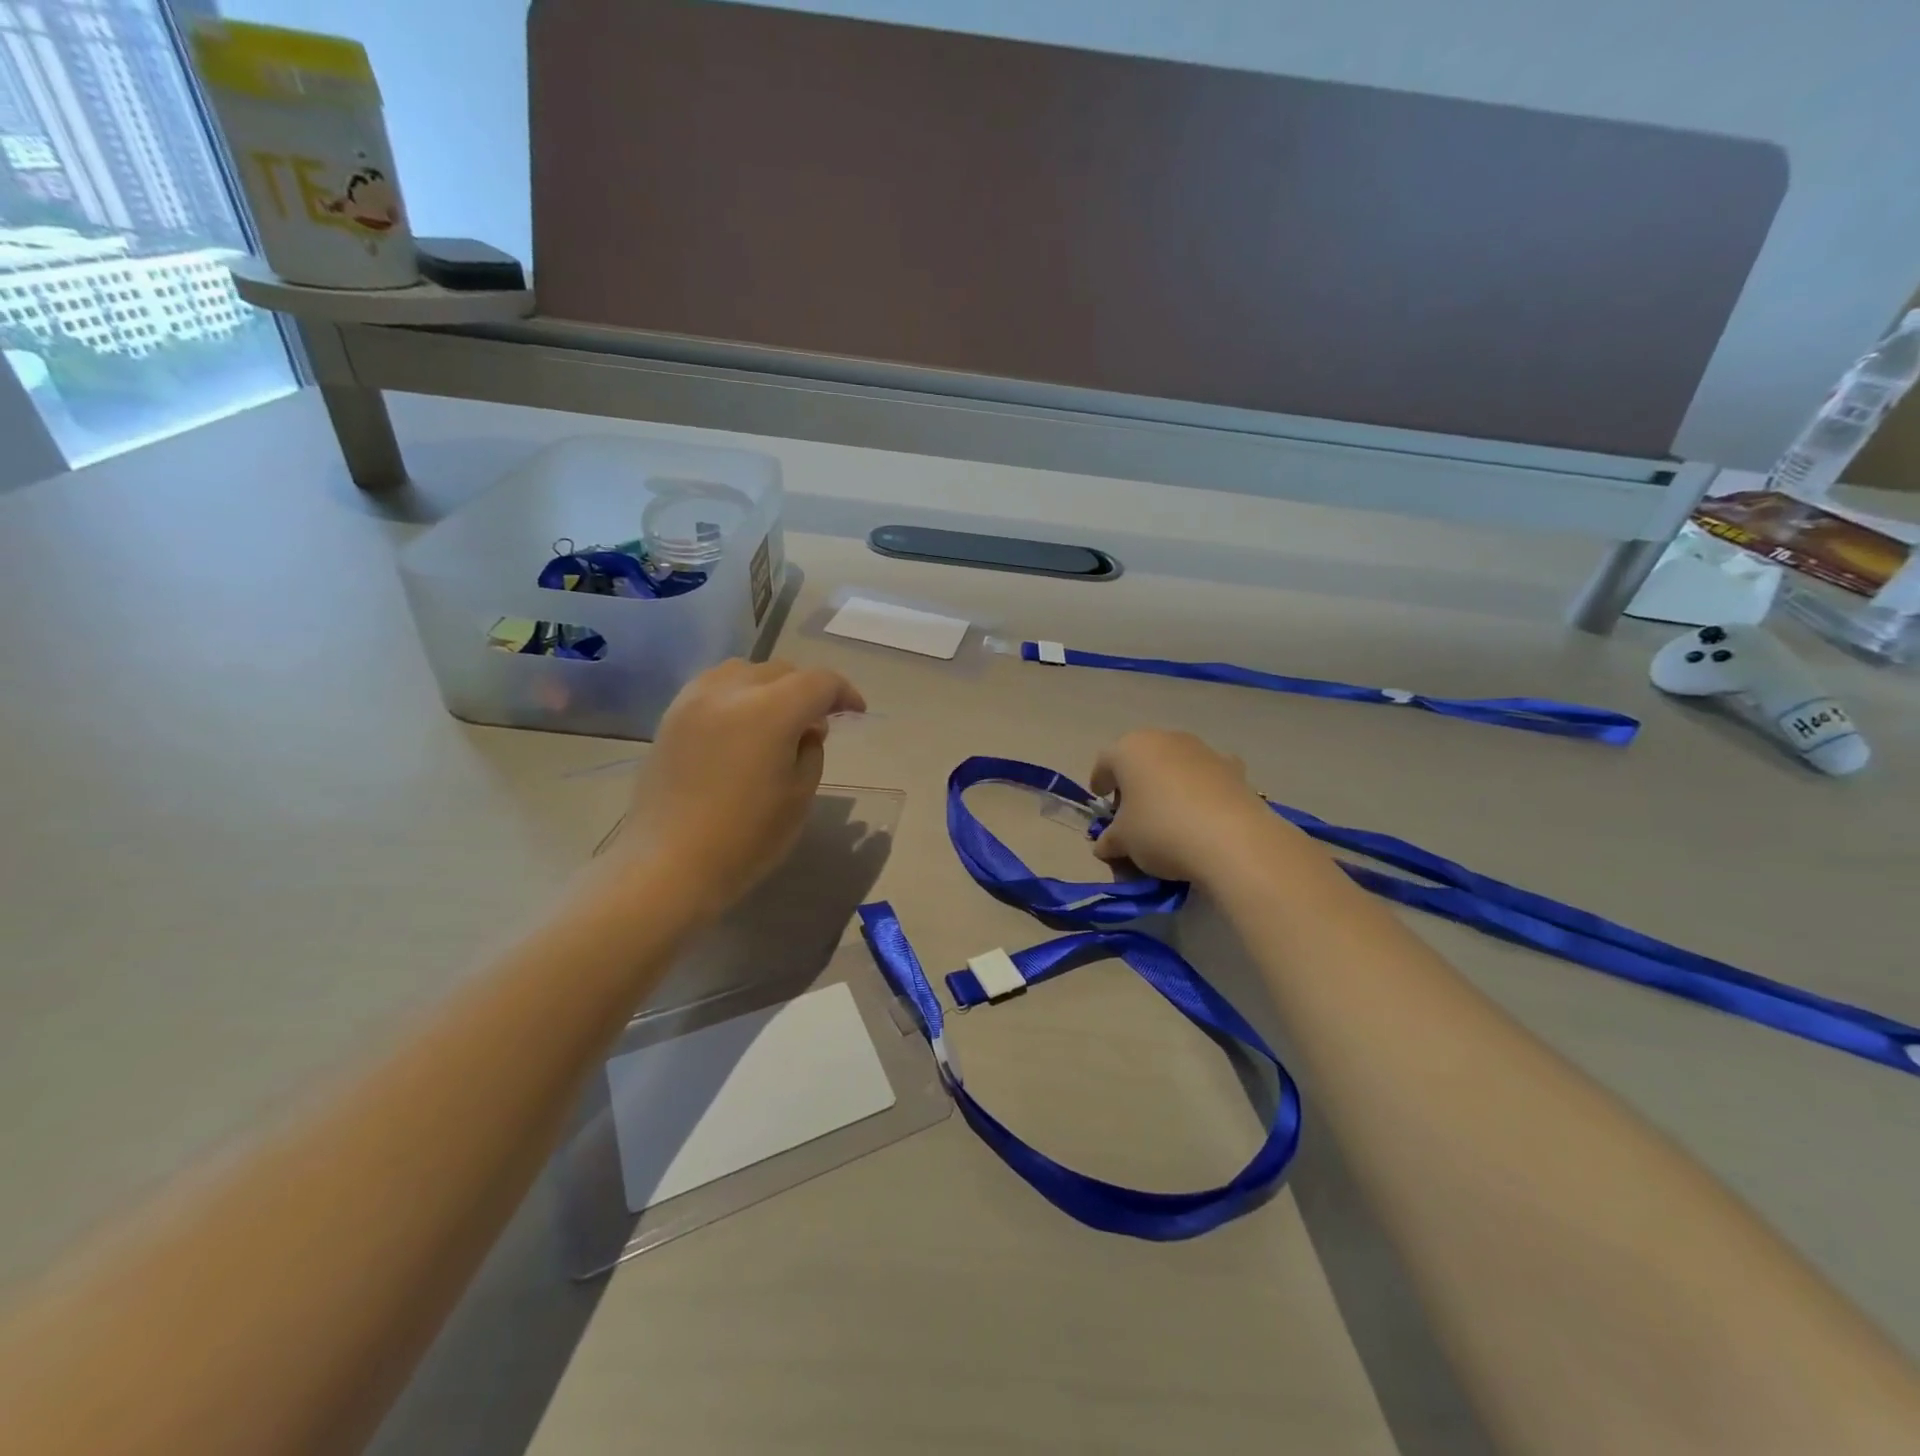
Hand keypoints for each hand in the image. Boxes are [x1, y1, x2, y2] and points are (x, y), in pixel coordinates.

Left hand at [612, 659, 864, 914]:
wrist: (668, 865)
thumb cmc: (745, 838)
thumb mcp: (800, 796)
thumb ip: (811, 750)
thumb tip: (806, 728)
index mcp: (770, 711)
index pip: (819, 682)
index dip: (844, 693)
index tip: (856, 713)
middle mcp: (731, 691)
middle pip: (782, 670)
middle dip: (808, 689)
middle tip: (818, 724)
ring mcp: (694, 700)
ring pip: (745, 671)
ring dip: (771, 686)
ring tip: (778, 719)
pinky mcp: (671, 716)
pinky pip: (714, 686)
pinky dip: (738, 693)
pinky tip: (742, 725)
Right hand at [1089, 730, 1289, 884]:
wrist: (1232, 840)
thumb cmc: (1160, 831)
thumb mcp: (1123, 842)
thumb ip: (1109, 840)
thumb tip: (1105, 845)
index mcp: (1130, 750)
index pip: (1105, 762)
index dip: (1100, 781)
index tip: (1101, 799)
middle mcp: (1165, 740)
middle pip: (1142, 759)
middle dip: (1135, 782)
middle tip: (1133, 810)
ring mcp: (1203, 750)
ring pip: (1176, 764)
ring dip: (1169, 783)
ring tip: (1170, 814)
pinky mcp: (1234, 768)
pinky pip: (1207, 777)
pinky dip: (1201, 790)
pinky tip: (1203, 814)